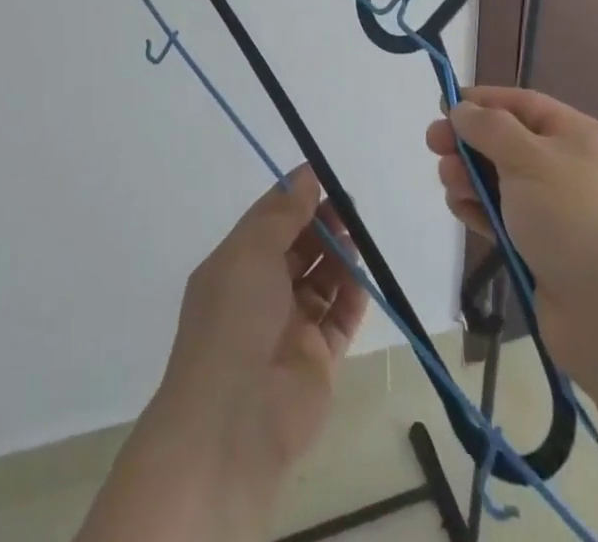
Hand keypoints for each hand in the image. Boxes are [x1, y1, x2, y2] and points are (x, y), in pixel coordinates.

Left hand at [153, 165, 367, 490]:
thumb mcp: (251, 252)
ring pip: (320, 281)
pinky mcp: (316, 361)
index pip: (268, 222)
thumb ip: (283, 214)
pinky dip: (351, 298)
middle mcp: (260, 293)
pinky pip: (338, 319)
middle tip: (348, 207)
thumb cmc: (234, 319)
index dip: (294, 198)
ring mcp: (288, 328)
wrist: (234, 420)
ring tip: (357, 239)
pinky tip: (362, 279)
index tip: (323, 177)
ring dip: (339, 258)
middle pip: (297, 248)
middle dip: (321, 225)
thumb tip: (306, 176)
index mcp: (235, 266)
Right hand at [425, 87, 597, 365]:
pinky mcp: (549, 254)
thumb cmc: (576, 219)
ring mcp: (563, 215)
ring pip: (505, 182)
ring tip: (449, 184)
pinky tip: (460, 211)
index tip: (442, 106)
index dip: (483, 102)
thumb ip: (489, 127)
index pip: (524, 105)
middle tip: (433, 146)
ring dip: (471, 177)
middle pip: (510, 143)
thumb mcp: (530, 157)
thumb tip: (462, 109)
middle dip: (470, 141)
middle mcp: (574, 171)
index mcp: (582, 137)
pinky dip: (481, 211)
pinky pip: (507, 220)